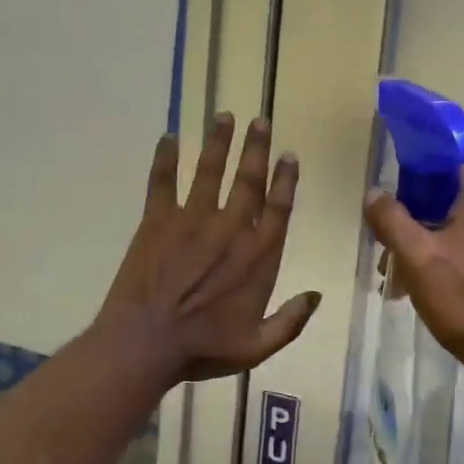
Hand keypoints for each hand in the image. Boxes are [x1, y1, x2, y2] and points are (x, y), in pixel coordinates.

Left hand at [94, 113, 320, 383]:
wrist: (146, 343)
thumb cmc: (202, 348)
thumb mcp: (257, 347)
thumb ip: (291, 321)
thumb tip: (317, 296)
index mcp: (258, 257)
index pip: (278, 208)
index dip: (285, 179)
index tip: (289, 155)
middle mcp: (230, 229)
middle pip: (248, 180)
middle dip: (256, 148)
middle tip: (261, 120)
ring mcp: (192, 220)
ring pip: (210, 172)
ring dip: (219, 142)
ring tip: (224, 115)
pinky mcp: (157, 221)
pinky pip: (162, 182)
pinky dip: (165, 159)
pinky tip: (168, 136)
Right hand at [364, 167, 463, 401]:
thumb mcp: (417, 258)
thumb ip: (391, 219)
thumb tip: (375, 193)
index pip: (439, 171)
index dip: (407, 192)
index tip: (388, 224)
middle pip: (449, 202)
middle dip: (414, 229)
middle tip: (389, 264)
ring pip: (462, 229)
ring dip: (431, 250)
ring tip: (405, 286)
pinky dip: (455, 263)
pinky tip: (437, 293)